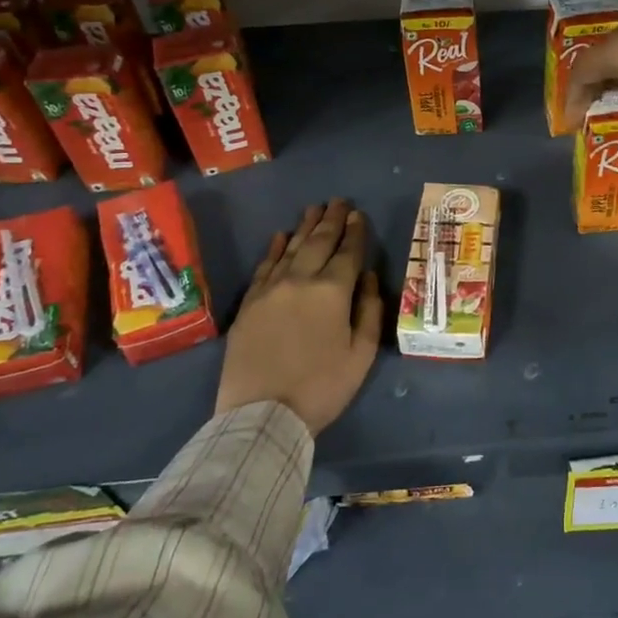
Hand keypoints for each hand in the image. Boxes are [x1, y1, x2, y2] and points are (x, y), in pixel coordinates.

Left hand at [218, 199, 382, 435]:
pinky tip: (281, 236)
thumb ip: (369, 311)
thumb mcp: (361, 355)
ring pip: (291, 248)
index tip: (359, 215)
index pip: (348, 252)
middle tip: (339, 201)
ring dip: (305, 227)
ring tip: (315, 209)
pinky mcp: (249, 304)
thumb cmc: (321, 388)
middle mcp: (300, 280)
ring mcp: (270, 290)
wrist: (262, 416)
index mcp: (332, 292)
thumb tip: (366, 277)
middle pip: (319, 242)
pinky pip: (264, 267)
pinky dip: (275, 249)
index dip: (356, 232)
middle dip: (332, 220)